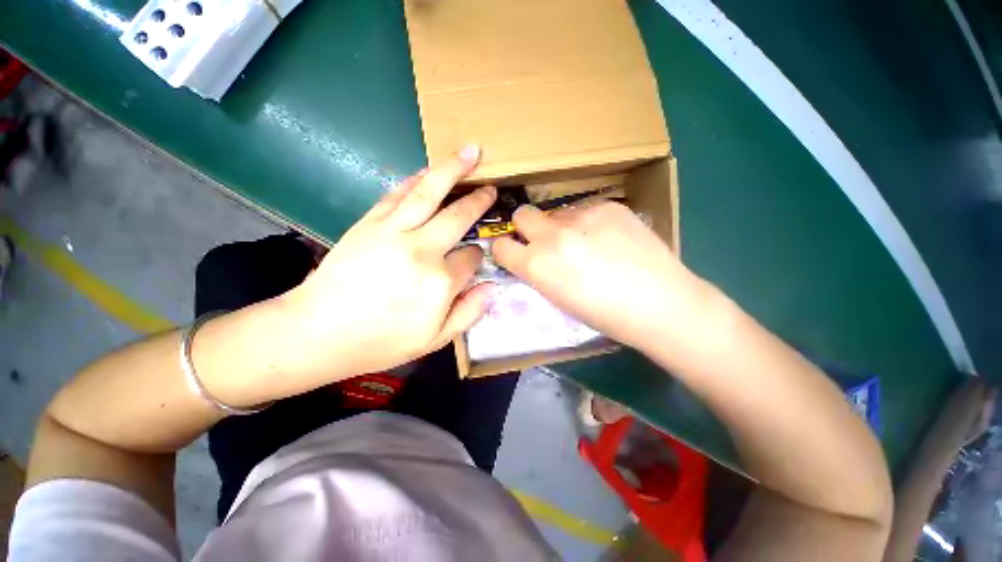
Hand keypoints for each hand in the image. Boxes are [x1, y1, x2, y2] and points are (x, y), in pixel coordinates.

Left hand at [278, 145, 495, 382]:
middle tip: (491, 188)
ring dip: (452, 170)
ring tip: (471, 152)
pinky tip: (427, 171)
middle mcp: (422, 250)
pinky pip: (397, 194)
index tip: (476, 258)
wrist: (318, 332)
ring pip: (429, 193)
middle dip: (478, 201)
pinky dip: (415, 179)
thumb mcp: (434, 340)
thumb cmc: (380, 342)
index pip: (472, 257)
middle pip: (458, 216)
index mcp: (441, 282)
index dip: (478, 256)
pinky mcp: (369, 223)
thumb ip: (468, 313)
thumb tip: (491, 287)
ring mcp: (394, 232)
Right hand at [492, 201, 717, 350]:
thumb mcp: (558, 299)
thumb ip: (539, 273)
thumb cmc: (604, 315)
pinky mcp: (608, 205)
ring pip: (557, 213)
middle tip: (546, 241)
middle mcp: (551, 235)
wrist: (659, 303)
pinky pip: (586, 209)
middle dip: (527, 227)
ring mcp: (581, 216)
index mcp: (535, 265)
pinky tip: (611, 238)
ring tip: (589, 243)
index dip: (506, 249)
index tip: (516, 254)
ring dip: (562, 226)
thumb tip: (533, 257)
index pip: (500, 246)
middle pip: (522, 215)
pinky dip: (590, 222)